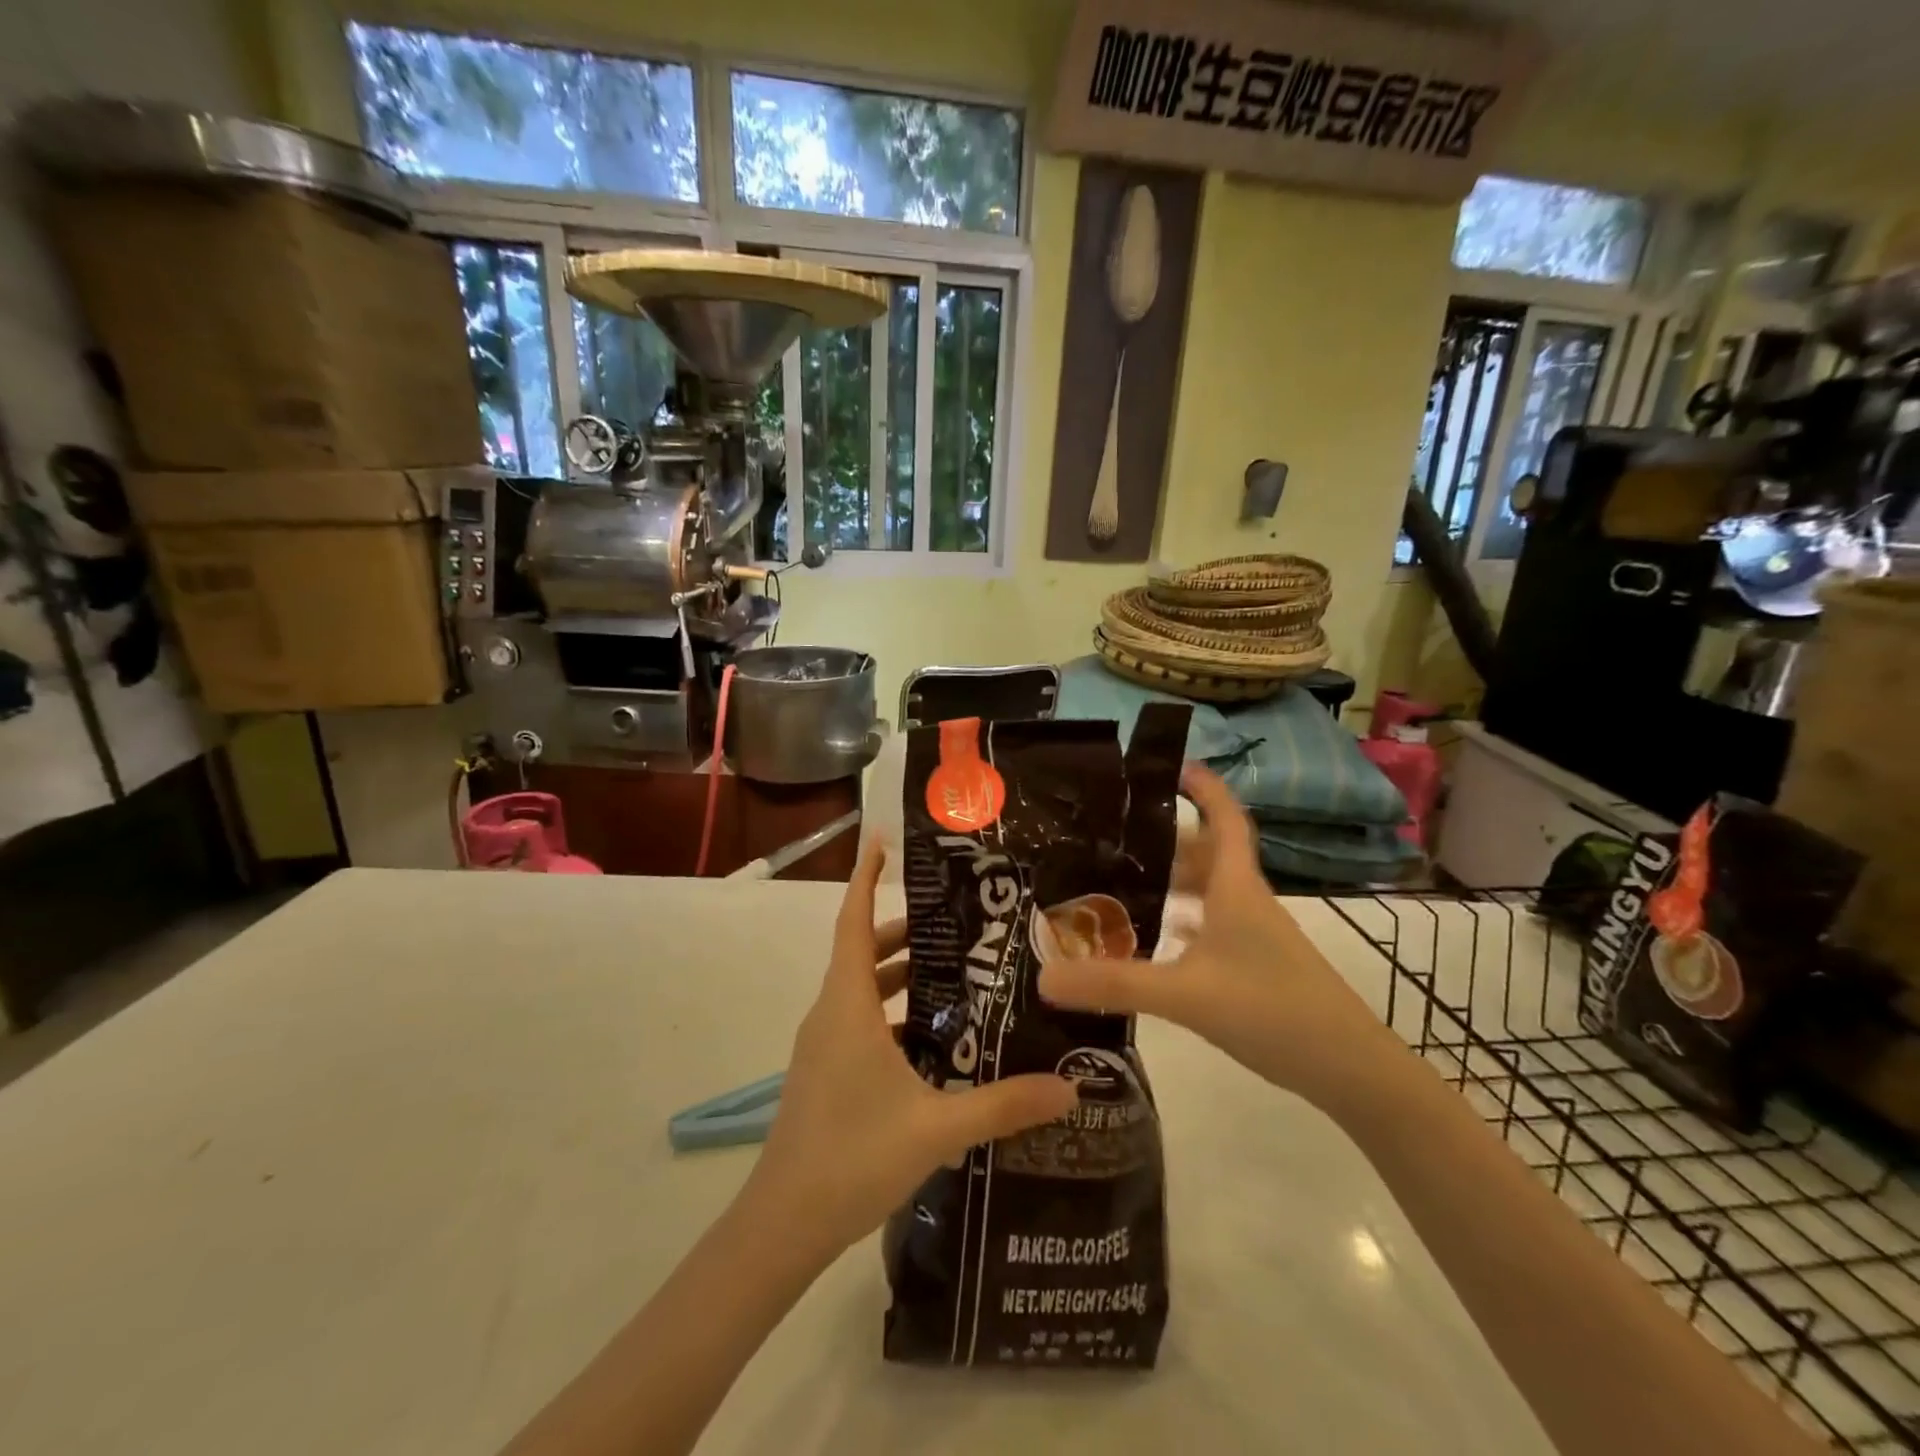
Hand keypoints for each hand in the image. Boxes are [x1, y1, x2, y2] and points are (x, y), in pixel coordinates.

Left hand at [745, 839, 1078, 1261]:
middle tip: (958, 923)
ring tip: (954, 974)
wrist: (782, 1225)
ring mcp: (823, 1045)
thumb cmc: (852, 1156)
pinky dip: (890, 1013)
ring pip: (861, 988)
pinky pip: (858, 1021)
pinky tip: (932, 1040)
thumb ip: (1004, 1105)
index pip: (854, 922)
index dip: (865, 879)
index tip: (883, 842)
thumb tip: (1070, 1088)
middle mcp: (831, 1014)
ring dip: (898, 974)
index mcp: (847, 1005)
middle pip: (863, 951)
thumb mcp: (937, 1127)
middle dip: (904, 931)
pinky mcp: (824, 1072)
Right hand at [1039, 764, 1395, 1108]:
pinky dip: (1183, 923)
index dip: (1204, 787)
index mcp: (1236, 888)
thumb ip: (1115, 984)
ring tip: (1122, 882)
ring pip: (1209, 892)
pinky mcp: (1256, 966)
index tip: (1172, 764)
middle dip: (1166, 839)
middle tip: (1114, 836)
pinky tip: (1156, 940)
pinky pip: (1212, 928)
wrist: (1350, 1069)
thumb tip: (1043, 977)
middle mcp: (1246, 902)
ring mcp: (1255, 936)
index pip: (1224, 818)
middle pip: (1207, 854)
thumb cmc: (1273, 1010)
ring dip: (1172, 882)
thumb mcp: (1186, 995)